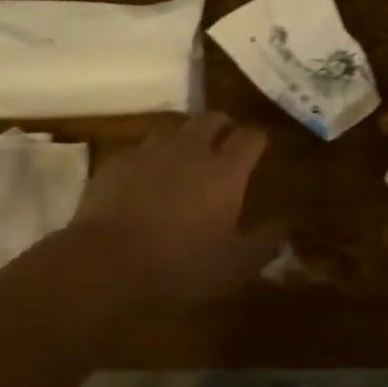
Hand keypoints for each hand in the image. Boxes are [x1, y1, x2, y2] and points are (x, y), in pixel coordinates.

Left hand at [70, 111, 276, 305]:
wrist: (104, 266)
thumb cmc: (179, 268)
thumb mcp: (233, 268)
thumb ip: (264, 244)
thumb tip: (283, 227)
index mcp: (225, 171)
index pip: (250, 137)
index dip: (257, 140)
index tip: (258, 150)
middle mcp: (190, 149)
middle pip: (212, 118)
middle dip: (222, 127)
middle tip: (223, 148)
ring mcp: (150, 151)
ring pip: (174, 130)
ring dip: (184, 142)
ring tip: (182, 165)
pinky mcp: (117, 161)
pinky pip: (140, 150)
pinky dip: (149, 161)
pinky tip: (143, 183)